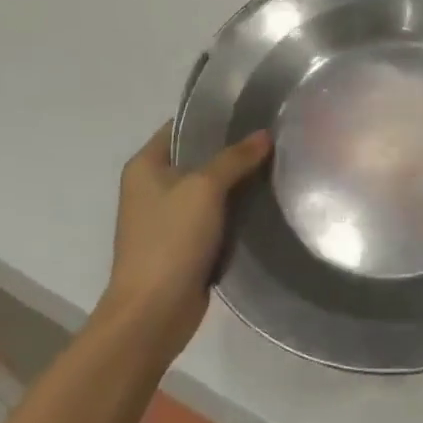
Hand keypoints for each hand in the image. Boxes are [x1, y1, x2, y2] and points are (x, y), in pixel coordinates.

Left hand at [100, 122, 271, 352]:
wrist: (153, 312)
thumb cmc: (170, 240)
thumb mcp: (204, 189)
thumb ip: (234, 158)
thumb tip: (264, 134)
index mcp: (146, 165)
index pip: (181, 127)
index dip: (213, 117)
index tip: (252, 110)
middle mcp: (153, 187)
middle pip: (198, 157)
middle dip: (232, 149)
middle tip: (273, 137)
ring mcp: (168, 217)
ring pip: (209, 189)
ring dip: (237, 182)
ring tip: (277, 164)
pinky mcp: (185, 244)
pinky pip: (215, 216)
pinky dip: (235, 211)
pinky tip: (266, 202)